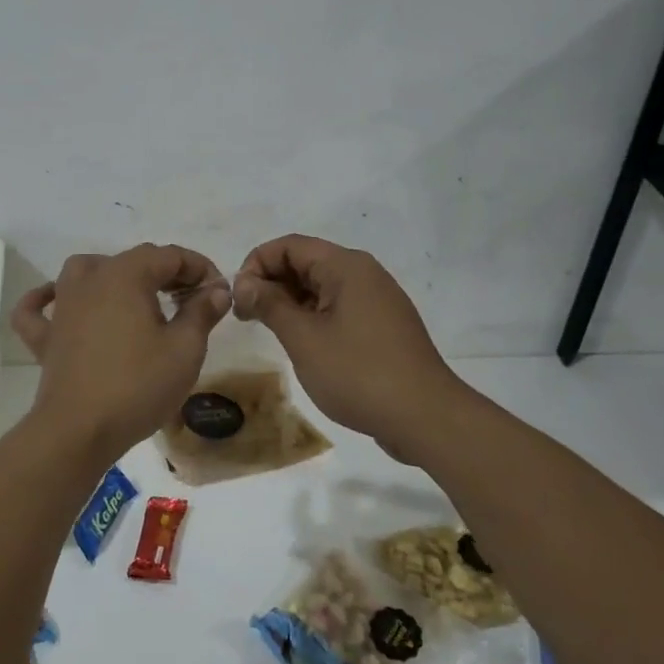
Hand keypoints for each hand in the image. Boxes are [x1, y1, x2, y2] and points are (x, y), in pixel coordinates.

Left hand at [10, 244, 231, 460]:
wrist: (79, 430)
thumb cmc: (138, 385)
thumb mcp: (185, 349)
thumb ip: (201, 312)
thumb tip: (216, 290)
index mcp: (126, 275)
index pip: (169, 256)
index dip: (199, 268)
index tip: (218, 292)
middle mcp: (90, 279)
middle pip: (132, 261)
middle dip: (167, 274)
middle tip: (192, 301)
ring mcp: (63, 307)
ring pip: (85, 271)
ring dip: (113, 275)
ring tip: (136, 296)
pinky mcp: (46, 337)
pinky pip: (39, 308)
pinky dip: (47, 300)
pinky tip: (58, 301)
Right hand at [232, 235, 456, 461]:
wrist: (425, 417)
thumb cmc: (358, 373)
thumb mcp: (303, 338)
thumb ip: (270, 304)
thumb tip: (243, 282)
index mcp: (346, 267)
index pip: (290, 245)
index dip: (256, 264)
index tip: (238, 297)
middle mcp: (364, 274)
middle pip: (306, 262)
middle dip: (271, 282)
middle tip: (246, 316)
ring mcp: (377, 300)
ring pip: (321, 286)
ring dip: (290, 301)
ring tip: (269, 331)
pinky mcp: (382, 325)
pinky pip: (339, 307)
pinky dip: (313, 316)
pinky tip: (301, 343)